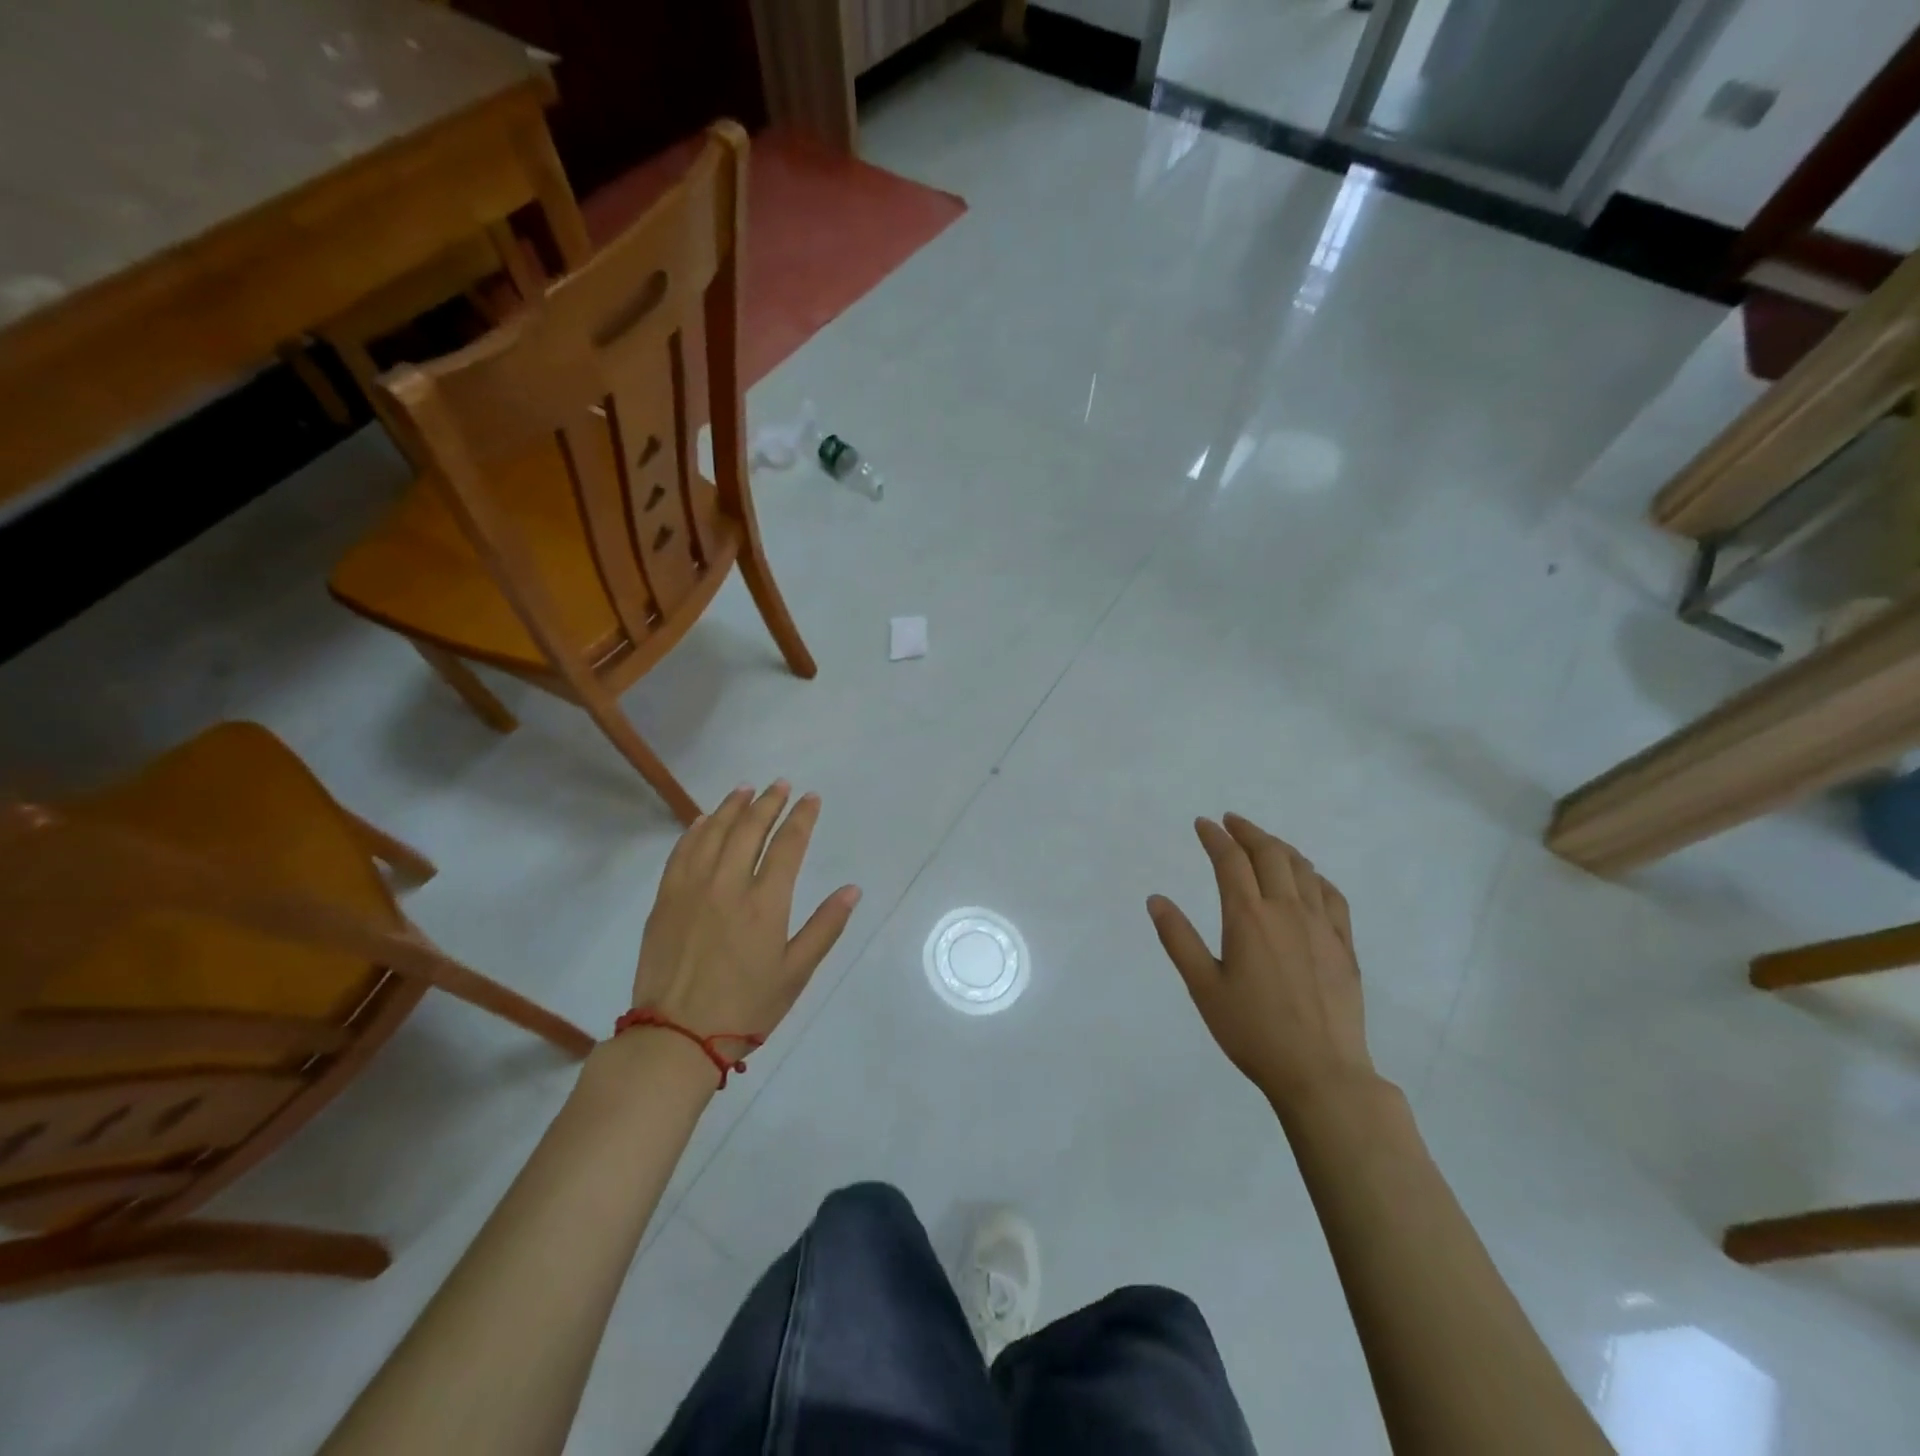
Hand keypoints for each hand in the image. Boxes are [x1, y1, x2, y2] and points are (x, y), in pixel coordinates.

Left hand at [631, 782, 860, 1057]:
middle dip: (769, 802)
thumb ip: (825, 927)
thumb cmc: (746, 1008)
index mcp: (765, 903)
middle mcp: (728, 885)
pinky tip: (704, 820)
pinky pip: (681, 852)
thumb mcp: (796, 973)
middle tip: (780, 785)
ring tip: (746, 790)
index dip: (801, 817)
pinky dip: (696, 830)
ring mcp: (692, 889)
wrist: (675, 1037)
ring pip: (714, 833)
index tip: (811, 798)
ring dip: (732, 807)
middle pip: (750, 829)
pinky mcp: (665, 899)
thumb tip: (852, 889)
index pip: (788, 844)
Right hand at [1147, 814, 1376, 1114]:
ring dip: (1280, 847)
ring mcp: (1320, 926)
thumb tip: (1156, 899)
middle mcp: (1286, 910)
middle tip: (1231, 822)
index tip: (1203, 824)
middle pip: (1269, 854)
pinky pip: (1331, 895)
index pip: (1230, 861)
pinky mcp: (1344, 945)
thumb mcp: (1204, 987)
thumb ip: (1178, 939)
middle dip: (1248, 831)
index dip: (1215, 837)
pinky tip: (1308, 878)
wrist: (1321, 1073)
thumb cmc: (1253, 1032)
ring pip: (1302, 868)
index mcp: (1248, 917)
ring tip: (1264, 843)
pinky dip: (1314, 876)